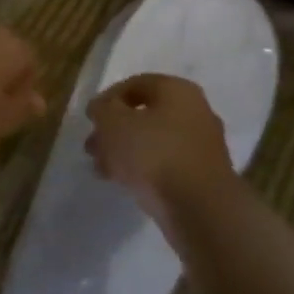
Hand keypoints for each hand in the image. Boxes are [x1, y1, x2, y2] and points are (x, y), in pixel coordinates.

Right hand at [86, 73, 234, 229]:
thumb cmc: (154, 154)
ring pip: (154, 141)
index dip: (107, 99)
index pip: (135, 84)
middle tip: (92, 147)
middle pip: (145, 115)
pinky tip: (123, 183)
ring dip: (125, 151)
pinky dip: (144, 169)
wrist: (200, 209)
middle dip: (114, 130)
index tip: (89, 119)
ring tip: (102, 169)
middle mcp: (196, 111)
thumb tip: (102, 108)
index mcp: (178, 90)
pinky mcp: (204, 176)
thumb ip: (102, 110)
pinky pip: (167, 164)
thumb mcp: (113, 124)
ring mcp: (203, 145)